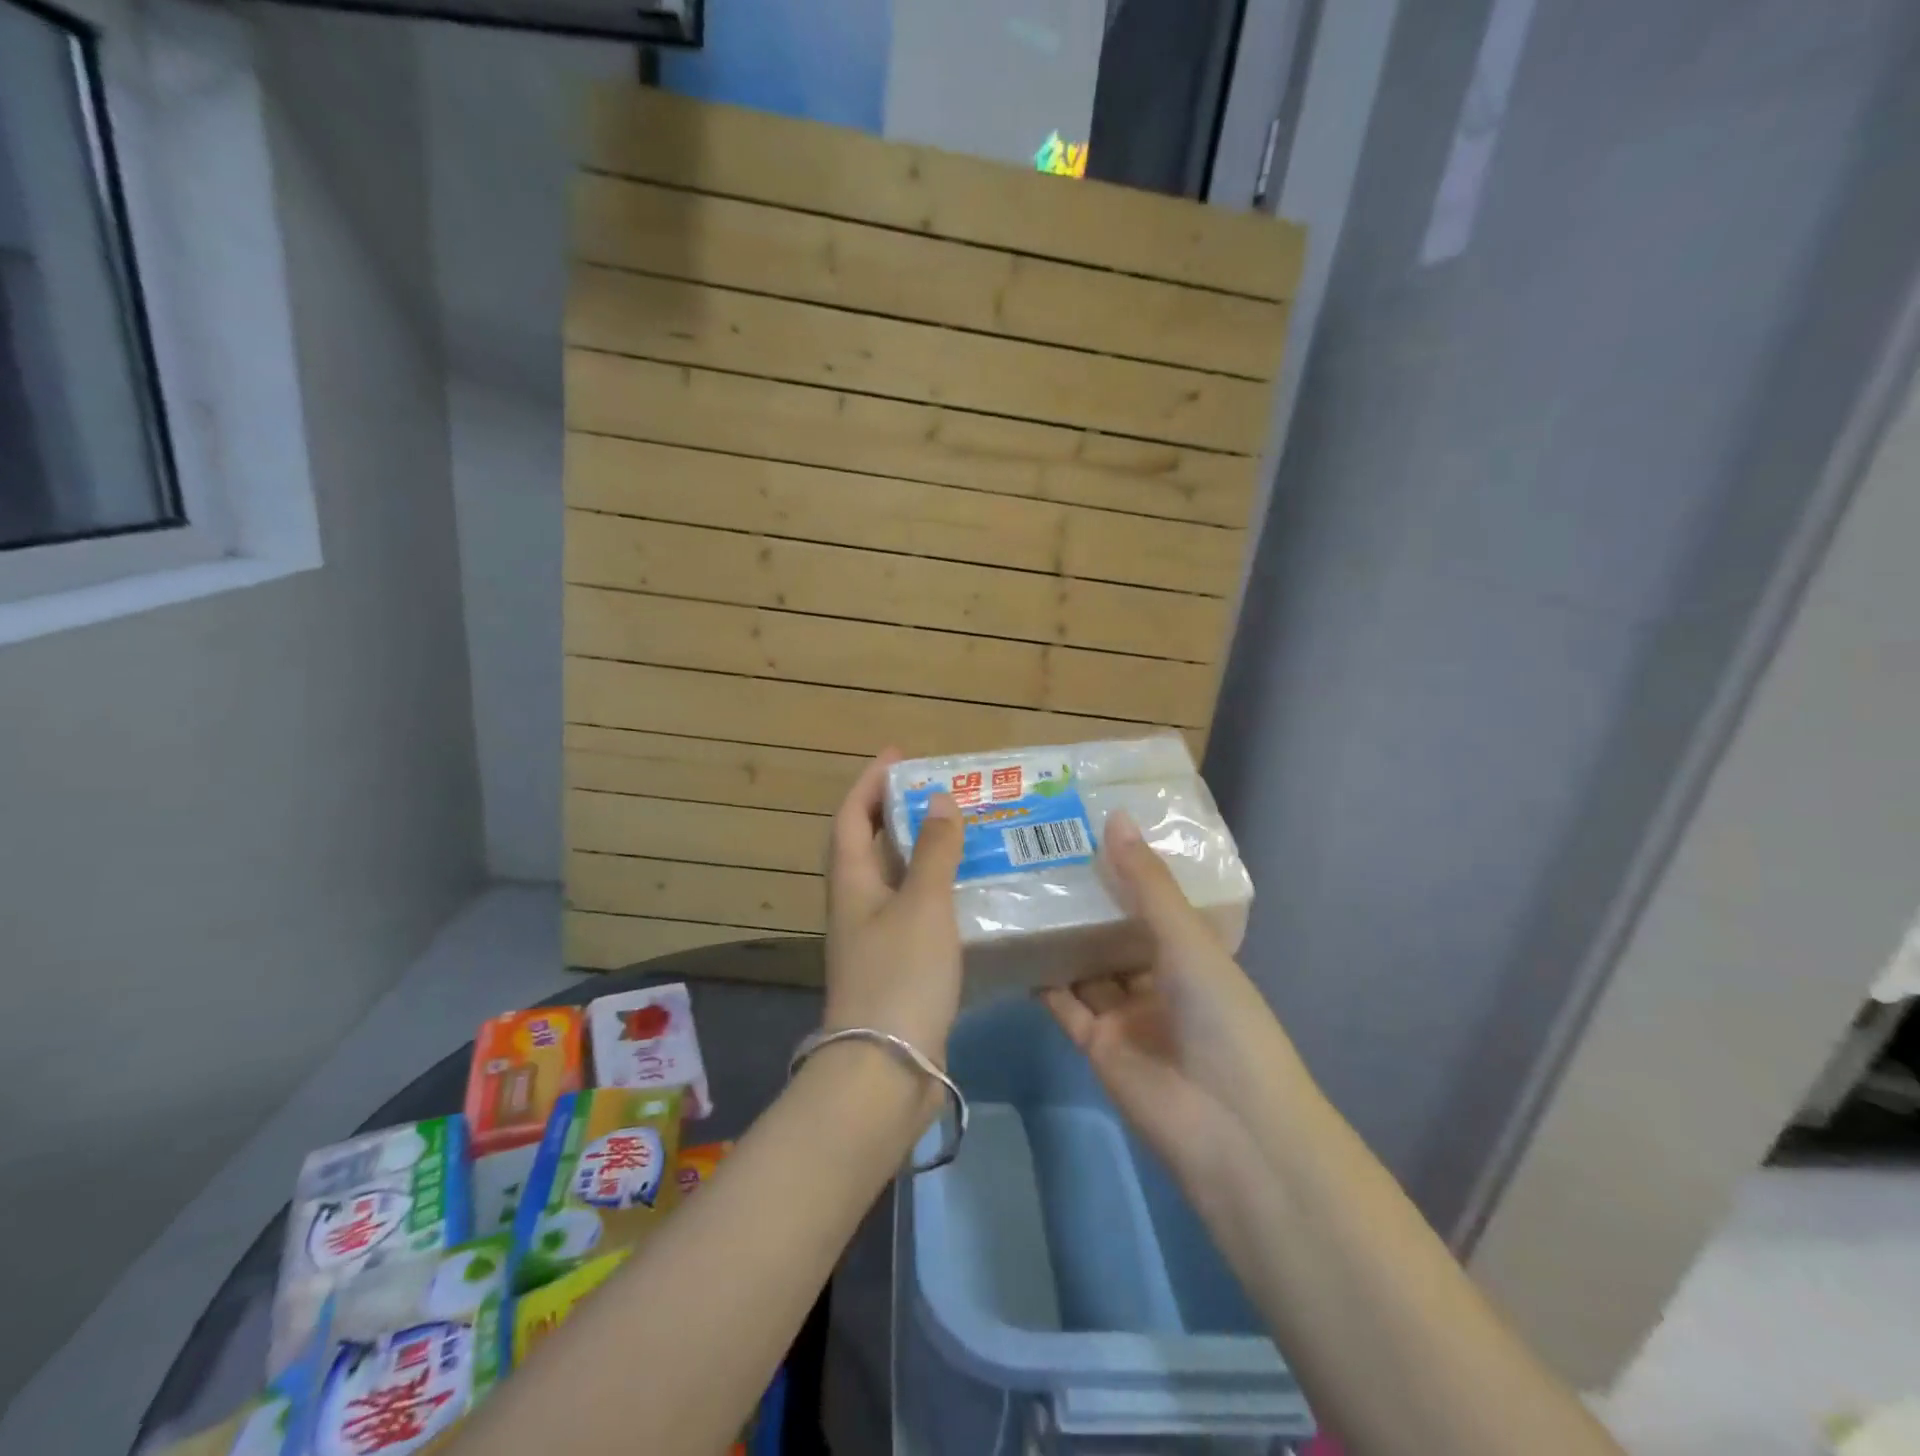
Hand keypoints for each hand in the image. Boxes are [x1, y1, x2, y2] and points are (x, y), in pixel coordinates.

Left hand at [823, 751, 965, 1061]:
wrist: (886, 1069)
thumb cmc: (900, 975)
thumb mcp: (922, 904)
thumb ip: (933, 851)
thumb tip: (939, 799)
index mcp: (851, 882)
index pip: (851, 817)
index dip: (870, 782)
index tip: (900, 756)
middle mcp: (856, 905)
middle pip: (870, 845)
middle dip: (898, 812)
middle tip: (940, 792)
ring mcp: (874, 938)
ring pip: (895, 879)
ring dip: (920, 851)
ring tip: (961, 831)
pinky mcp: (896, 966)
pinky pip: (914, 911)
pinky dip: (935, 890)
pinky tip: (968, 891)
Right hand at [1043, 811, 1292, 1183]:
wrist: (1228, 1126)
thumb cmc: (1222, 1018)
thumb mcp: (1188, 941)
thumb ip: (1147, 884)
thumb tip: (1114, 818)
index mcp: (1191, 952)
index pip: (1152, 900)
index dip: (1123, 868)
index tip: (1084, 830)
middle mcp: (1158, 979)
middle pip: (1113, 933)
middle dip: (1084, 901)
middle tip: (1037, 856)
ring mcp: (1126, 1014)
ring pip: (1086, 966)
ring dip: (1059, 937)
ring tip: (1018, 891)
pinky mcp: (1097, 1045)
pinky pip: (1065, 1004)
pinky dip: (1043, 980)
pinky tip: (1014, 946)